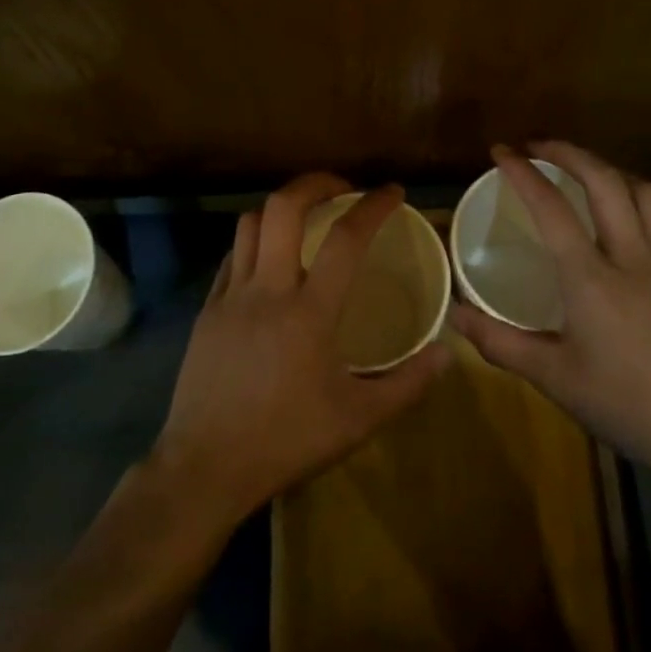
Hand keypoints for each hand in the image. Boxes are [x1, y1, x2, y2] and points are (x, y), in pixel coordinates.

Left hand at [151, 174, 448, 527]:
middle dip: (315, 183)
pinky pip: (231, 257)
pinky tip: (268, 261)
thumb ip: (406, 385)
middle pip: (283, 207)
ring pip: (250, 224)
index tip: (392, 191)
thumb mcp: (357, 421)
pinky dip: (254, 242)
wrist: (204, 468)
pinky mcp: (207, 310)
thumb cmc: (286, 441)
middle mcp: (267, 289)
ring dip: (280, 208)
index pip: (345, 239)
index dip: (373, 206)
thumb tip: (446, 354)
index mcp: (309, 312)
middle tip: (342, 189)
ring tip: (305, 217)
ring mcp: (230, 296)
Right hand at [450, 142, 650, 483]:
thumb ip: (500, 342)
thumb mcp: (554, 378)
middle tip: (538, 147)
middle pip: (604, 180)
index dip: (523, 173)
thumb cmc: (624, 406)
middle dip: (568, 152)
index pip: (552, 208)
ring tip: (582, 173)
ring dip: (608, 170)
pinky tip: (622, 221)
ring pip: (642, 191)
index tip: (501, 152)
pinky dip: (635, 201)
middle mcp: (632, 258)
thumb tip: (454, 315)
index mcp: (592, 280)